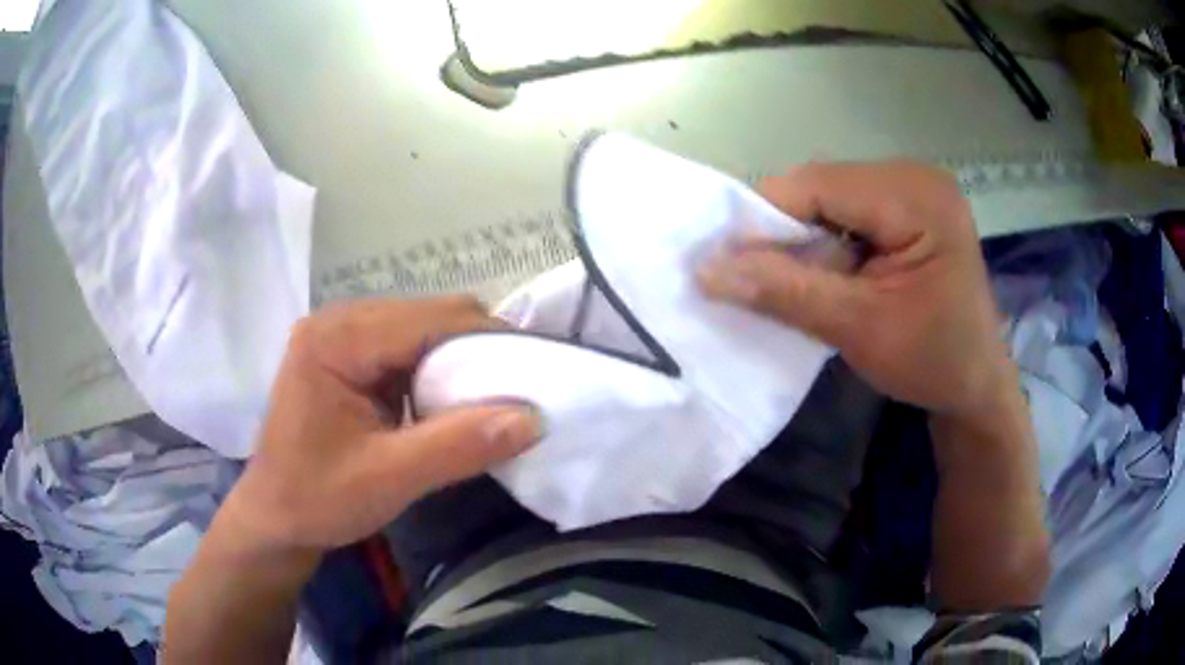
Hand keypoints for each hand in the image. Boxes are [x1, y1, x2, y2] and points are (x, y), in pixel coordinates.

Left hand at [217, 297, 542, 559]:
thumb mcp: (389, 480)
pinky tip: (447, 404)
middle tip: (512, 394)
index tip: (533, 377)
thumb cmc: (318, 499)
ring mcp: (342, 336)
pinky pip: (409, 348)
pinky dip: (437, 372)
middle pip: (430, 316)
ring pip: (424, 329)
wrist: (274, 518)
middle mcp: (339, 321)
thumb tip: (534, 418)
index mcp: (337, 339)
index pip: (431, 319)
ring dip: (459, 363)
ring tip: (486, 402)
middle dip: (477, 352)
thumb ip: (458, 446)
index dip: (489, 341)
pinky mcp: (349, 356)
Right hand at [698, 161, 1013, 417]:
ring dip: (805, 237)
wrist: (975, 384)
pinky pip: (848, 209)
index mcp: (917, 197)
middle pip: (823, 186)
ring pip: (830, 196)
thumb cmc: (931, 362)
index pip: (818, 185)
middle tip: (763, 279)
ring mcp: (914, 187)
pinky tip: (829, 272)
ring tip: (800, 280)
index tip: (727, 263)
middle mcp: (916, 175)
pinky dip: (826, 239)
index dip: (765, 219)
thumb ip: (784, 292)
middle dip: (787, 231)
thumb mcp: (858, 329)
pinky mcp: (909, 205)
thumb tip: (705, 269)